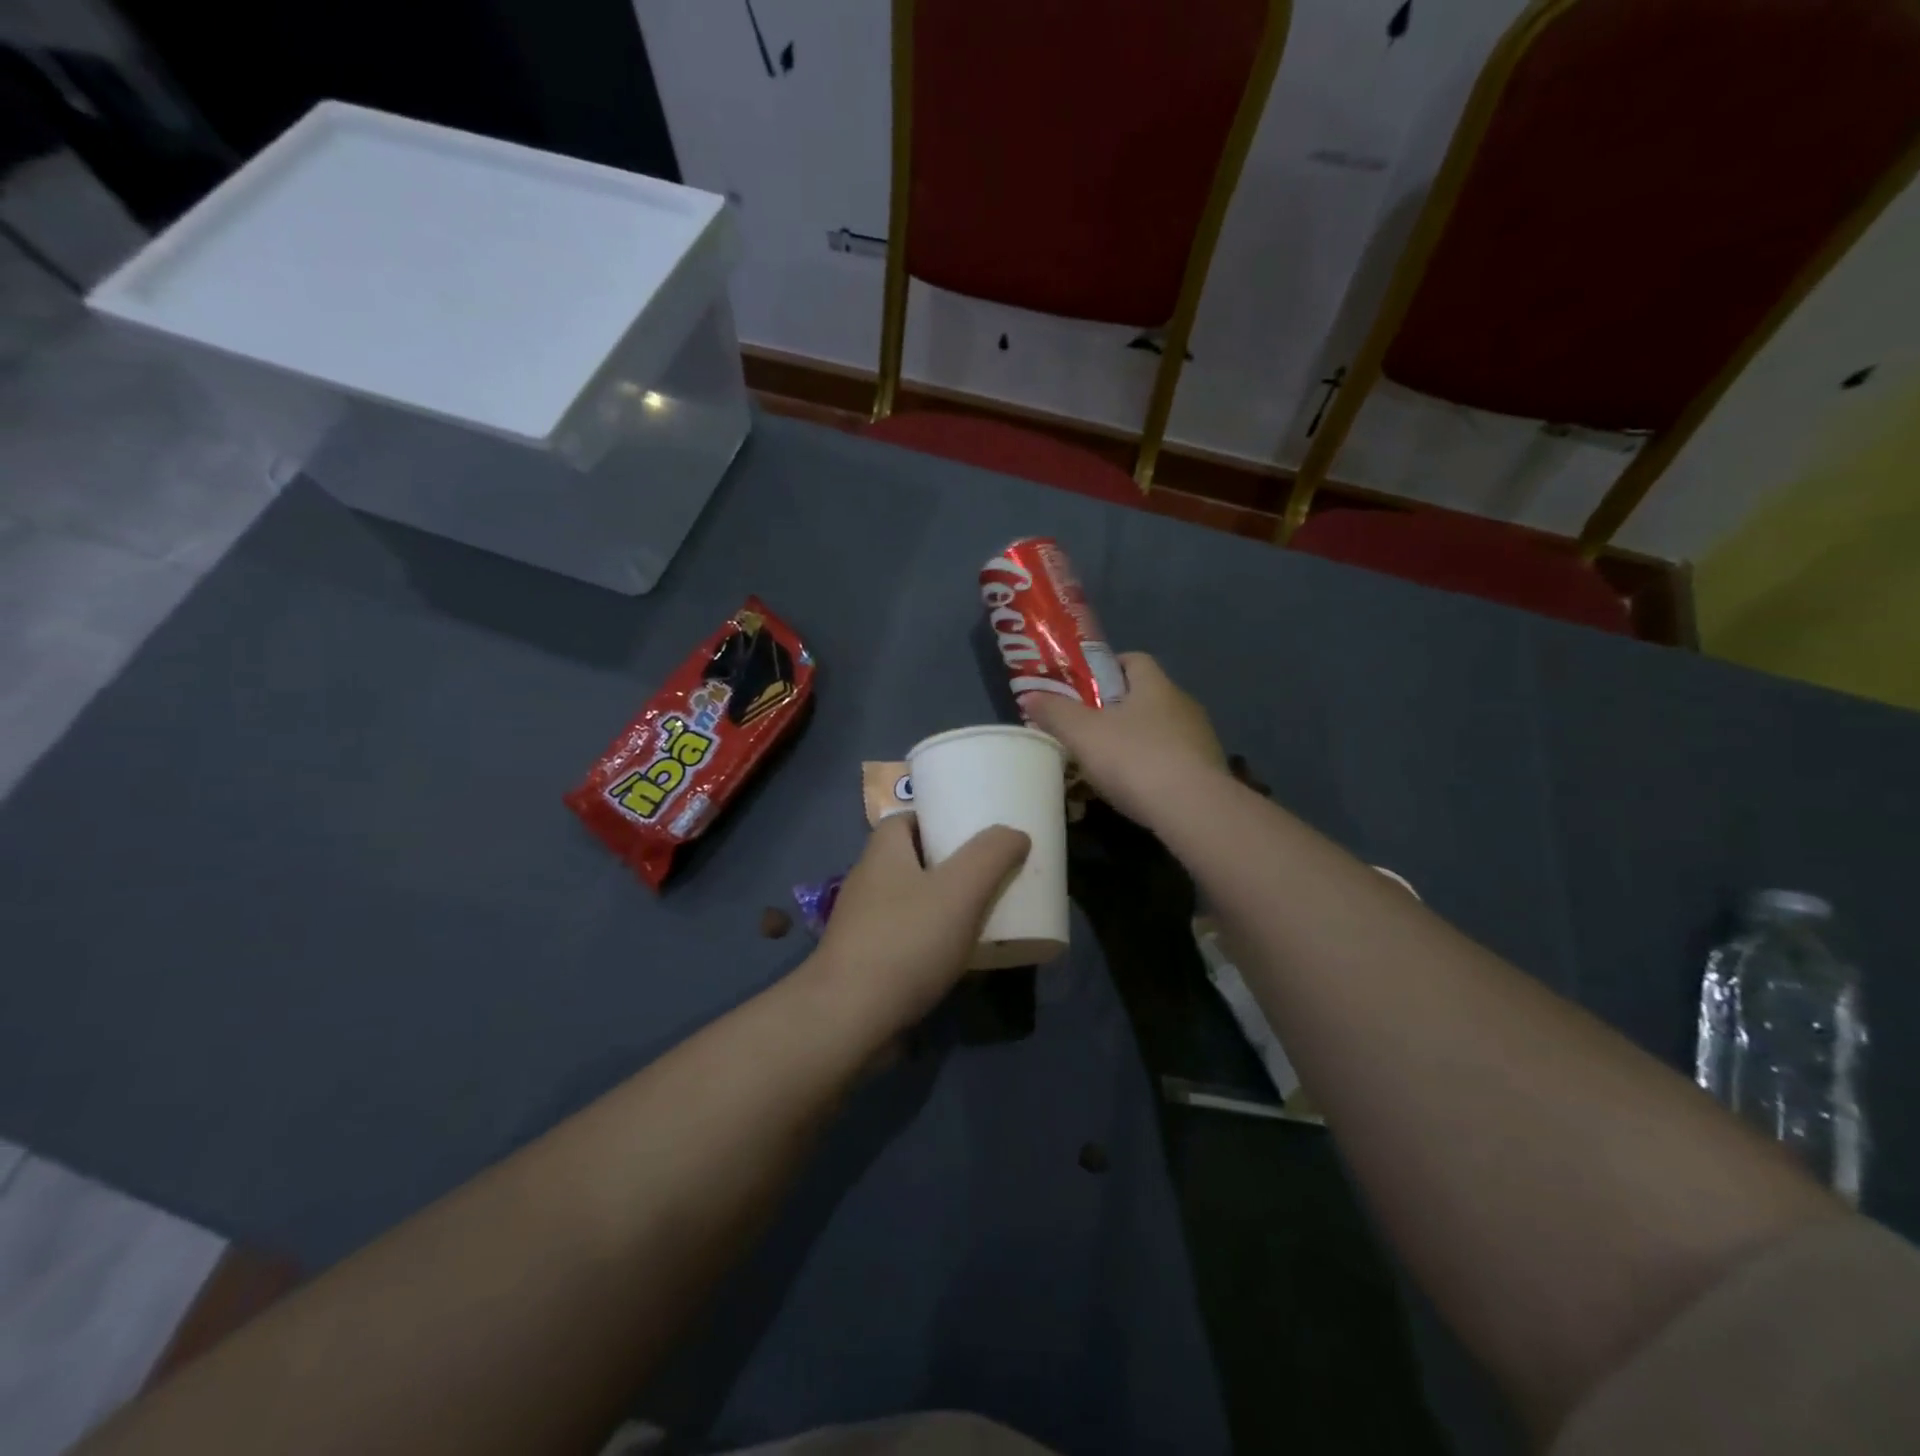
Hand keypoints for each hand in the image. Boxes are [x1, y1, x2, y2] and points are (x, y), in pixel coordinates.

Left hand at [808, 814, 1030, 1039]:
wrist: (849, 1017)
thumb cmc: (906, 941)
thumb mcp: (961, 890)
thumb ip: (991, 855)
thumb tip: (1015, 834)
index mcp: (882, 853)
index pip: (906, 820)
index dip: (938, 820)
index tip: (973, 833)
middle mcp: (868, 882)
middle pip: (911, 861)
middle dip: (948, 865)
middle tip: (988, 875)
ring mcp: (863, 925)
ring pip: (910, 903)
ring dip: (942, 907)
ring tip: (982, 915)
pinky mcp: (865, 963)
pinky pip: (906, 940)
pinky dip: (931, 943)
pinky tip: (959, 958)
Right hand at [1022, 653, 1225, 828]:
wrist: (1193, 809)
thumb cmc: (1134, 759)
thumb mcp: (1082, 734)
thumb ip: (1054, 712)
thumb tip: (1029, 695)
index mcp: (1155, 686)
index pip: (1133, 660)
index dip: (1107, 667)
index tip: (1083, 686)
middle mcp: (1183, 704)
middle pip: (1146, 696)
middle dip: (1116, 709)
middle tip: (1087, 728)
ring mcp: (1200, 739)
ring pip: (1160, 730)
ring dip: (1136, 741)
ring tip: (1107, 764)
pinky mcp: (1207, 772)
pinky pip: (1173, 761)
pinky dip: (1152, 768)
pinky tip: (1135, 790)